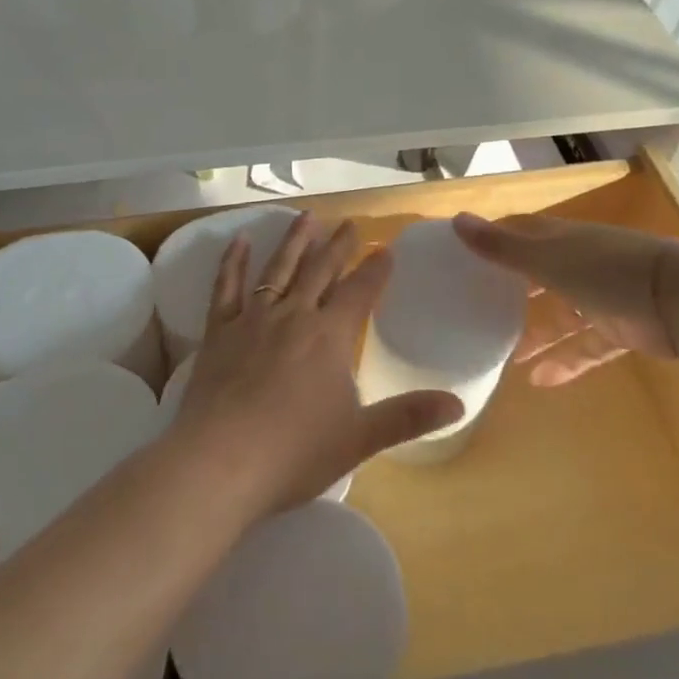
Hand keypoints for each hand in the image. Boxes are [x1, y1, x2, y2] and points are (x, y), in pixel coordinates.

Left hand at [167, 213, 463, 515]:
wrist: (220, 461)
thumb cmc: (295, 452)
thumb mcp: (360, 438)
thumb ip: (408, 417)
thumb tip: (459, 405)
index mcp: (330, 337)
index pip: (360, 292)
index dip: (375, 270)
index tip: (386, 248)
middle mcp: (294, 316)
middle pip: (321, 271)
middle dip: (338, 245)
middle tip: (350, 223)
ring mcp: (253, 319)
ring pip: (278, 269)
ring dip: (295, 241)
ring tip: (307, 216)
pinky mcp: (219, 330)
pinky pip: (227, 286)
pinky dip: (233, 261)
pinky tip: (239, 240)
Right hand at [452, 213, 678, 385]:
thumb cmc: (607, 271)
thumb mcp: (547, 259)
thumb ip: (502, 247)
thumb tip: (456, 220)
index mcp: (561, 239)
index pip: (520, 234)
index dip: (494, 241)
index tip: (463, 257)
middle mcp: (579, 263)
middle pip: (539, 274)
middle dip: (512, 293)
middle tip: (478, 311)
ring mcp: (603, 296)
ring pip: (561, 315)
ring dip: (536, 335)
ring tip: (504, 358)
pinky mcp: (622, 329)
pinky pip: (587, 346)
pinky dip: (566, 361)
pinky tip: (540, 382)